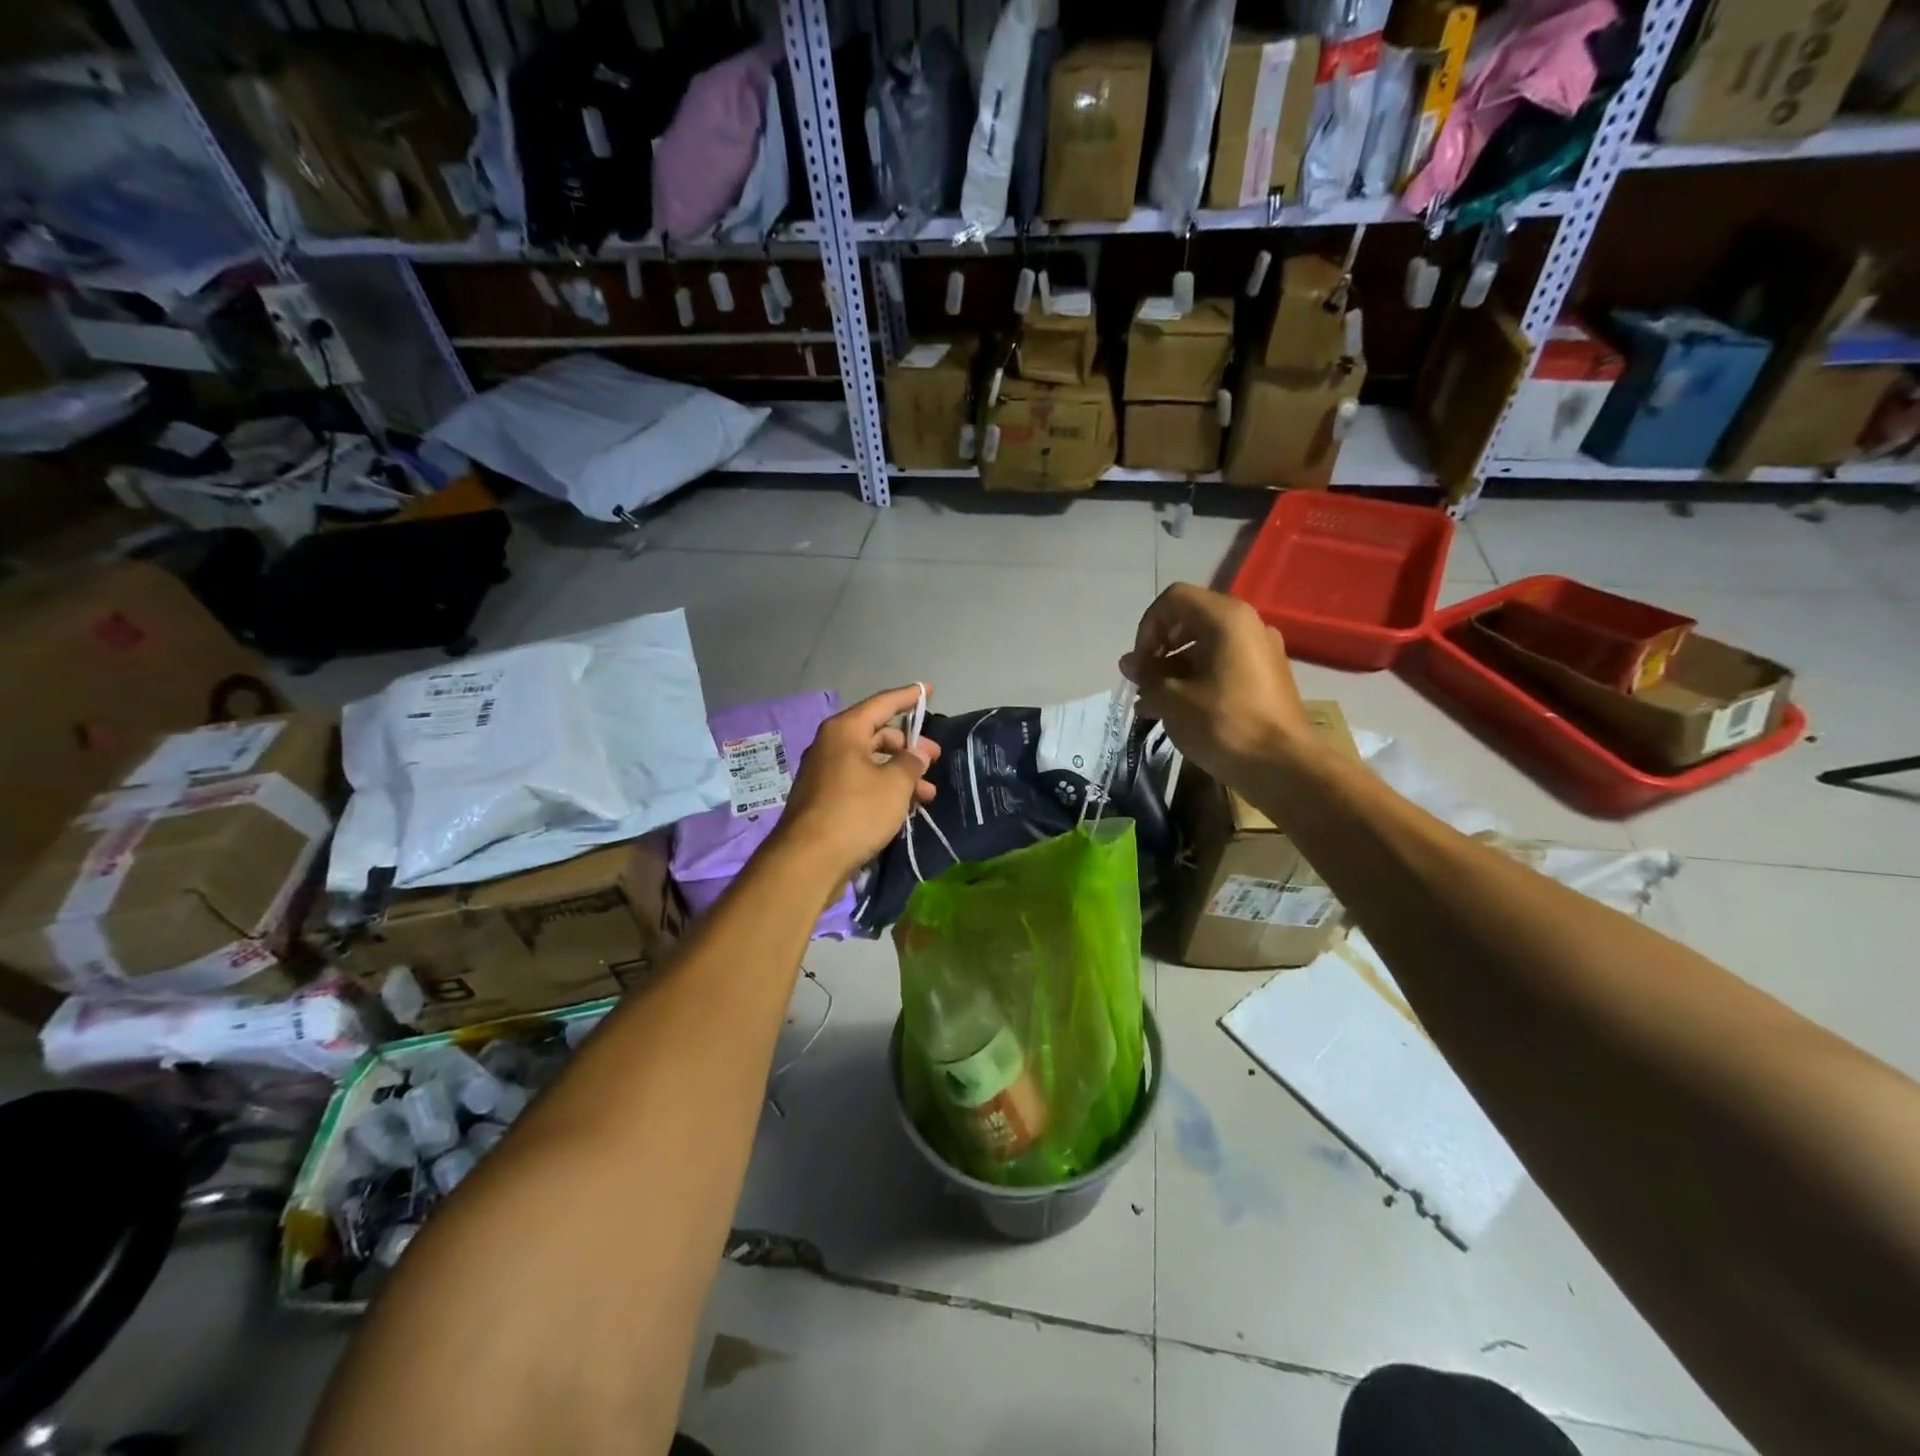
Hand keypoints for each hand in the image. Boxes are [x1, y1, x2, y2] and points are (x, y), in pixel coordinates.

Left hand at [774, 685, 941, 882]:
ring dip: (899, 774)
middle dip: (908, 747)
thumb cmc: (856, 811)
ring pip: (870, 763)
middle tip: (934, 760)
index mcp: (844, 731)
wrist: (809, 860)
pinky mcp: (824, 800)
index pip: (882, 704)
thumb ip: (911, 763)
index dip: (908, 697)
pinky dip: (883, 789)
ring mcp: (824, 773)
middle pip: (876, 735)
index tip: (929, 690)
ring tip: (927, 794)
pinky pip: (860, 783)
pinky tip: (903, 807)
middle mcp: (831, 746)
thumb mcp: (895, 785)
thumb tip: (917, 754)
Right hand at [1119, 584, 1313, 783]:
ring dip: (1174, 669)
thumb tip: (1130, 663)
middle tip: (1144, 683)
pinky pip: (1223, 665)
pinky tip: (1179, 711)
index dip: (1147, 627)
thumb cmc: (1222, 724)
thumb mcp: (1171, 699)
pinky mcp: (1266, 677)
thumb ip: (1147, 674)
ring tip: (1152, 705)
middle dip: (1159, 649)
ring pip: (1205, 646)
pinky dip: (1197, 679)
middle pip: (1190, 620)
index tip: (1140, 664)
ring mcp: (1261, 650)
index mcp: (1226, 618)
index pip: (1173, 599)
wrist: (1282, 766)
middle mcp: (1247, 624)